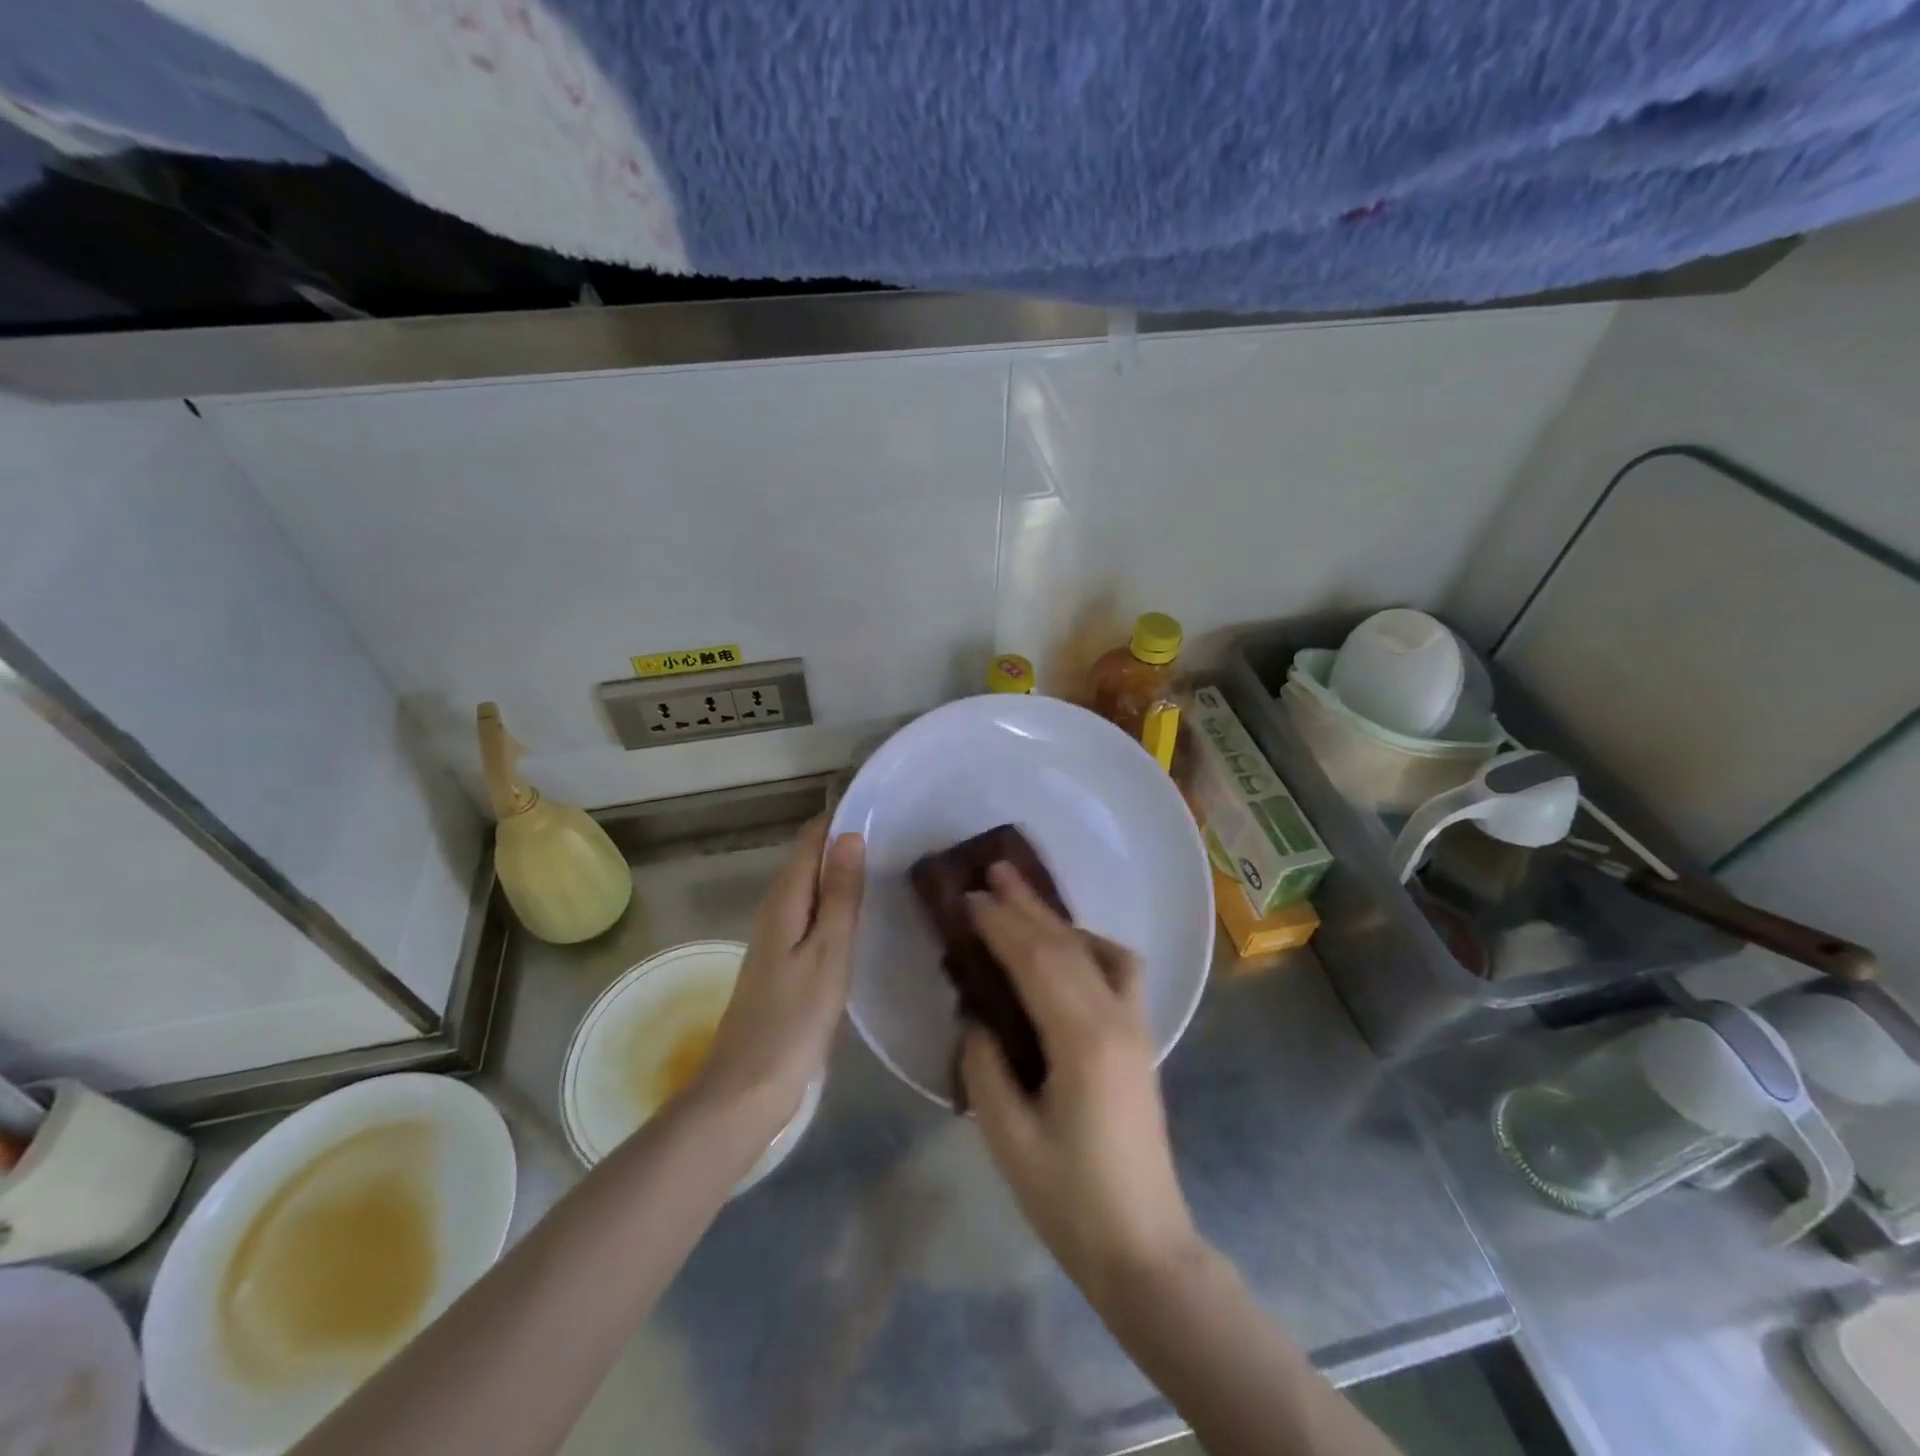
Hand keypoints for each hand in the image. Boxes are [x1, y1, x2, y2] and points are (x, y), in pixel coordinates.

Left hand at [694, 818, 863, 1127]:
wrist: (746, 1089)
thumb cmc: (793, 1019)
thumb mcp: (828, 953)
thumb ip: (840, 895)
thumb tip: (849, 835)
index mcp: (785, 900)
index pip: (810, 839)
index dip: (840, 819)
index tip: (882, 807)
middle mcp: (776, 910)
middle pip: (810, 861)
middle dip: (846, 843)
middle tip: (898, 836)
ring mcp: (777, 939)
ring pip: (812, 889)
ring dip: (843, 875)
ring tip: (889, 867)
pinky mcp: (783, 964)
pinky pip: (812, 917)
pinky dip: (837, 906)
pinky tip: (863, 917)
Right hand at [959, 863, 1200, 1300]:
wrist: (1144, 1248)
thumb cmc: (1070, 1200)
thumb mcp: (1009, 1138)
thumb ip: (985, 1066)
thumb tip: (976, 1017)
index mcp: (1082, 1041)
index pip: (1036, 961)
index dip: (1000, 924)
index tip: (968, 898)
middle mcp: (1116, 1019)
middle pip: (1067, 945)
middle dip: (1027, 905)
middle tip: (994, 870)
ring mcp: (1136, 1026)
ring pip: (1099, 950)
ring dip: (1059, 921)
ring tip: (1025, 902)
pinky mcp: (1141, 1039)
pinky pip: (1121, 971)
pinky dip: (1091, 946)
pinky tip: (1068, 951)